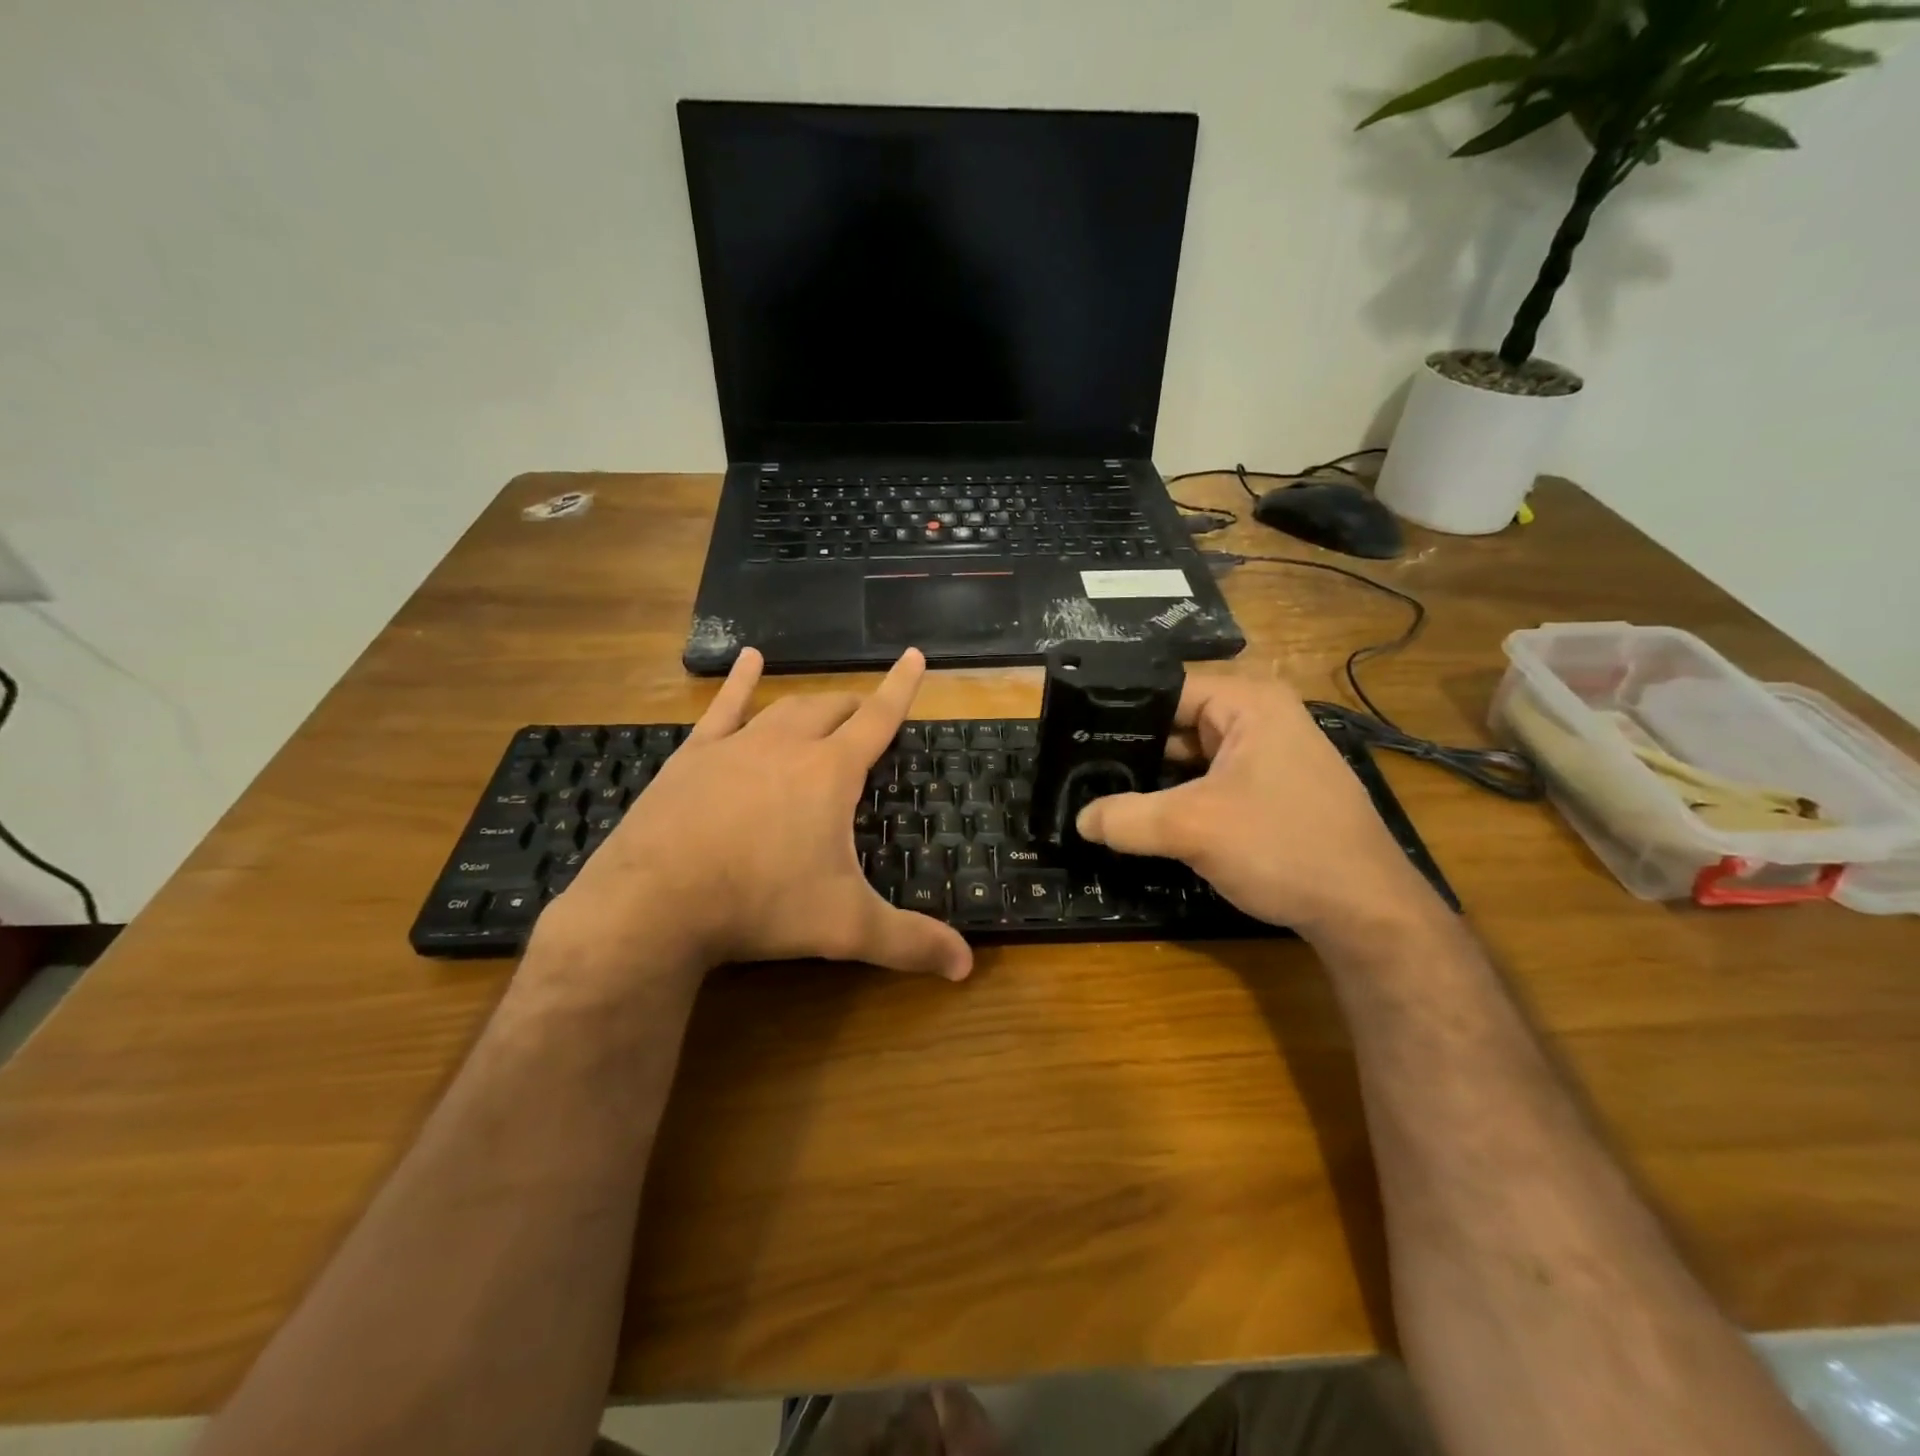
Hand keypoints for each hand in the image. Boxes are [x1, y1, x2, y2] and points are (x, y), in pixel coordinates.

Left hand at [541, 647, 972, 982]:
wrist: (655, 902)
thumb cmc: (761, 905)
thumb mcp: (845, 927)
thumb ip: (910, 943)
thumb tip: (966, 967)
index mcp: (830, 772)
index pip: (878, 717)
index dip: (901, 688)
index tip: (913, 655)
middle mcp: (787, 745)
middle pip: (831, 710)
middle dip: (856, 708)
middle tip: (868, 718)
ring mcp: (735, 746)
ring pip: (784, 708)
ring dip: (810, 703)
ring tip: (825, 704)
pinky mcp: (693, 757)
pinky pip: (723, 709)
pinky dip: (740, 683)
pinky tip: (749, 661)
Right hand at [1073, 675, 1444, 939]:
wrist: (1366, 912)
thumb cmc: (1283, 847)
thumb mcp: (1192, 828)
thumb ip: (1126, 818)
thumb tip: (1079, 819)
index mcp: (1248, 702)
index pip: (1165, 690)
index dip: (1117, 711)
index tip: (1073, 735)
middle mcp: (1260, 719)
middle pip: (1177, 723)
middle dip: (1132, 749)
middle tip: (1077, 770)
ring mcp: (1268, 757)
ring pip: (1192, 758)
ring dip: (1153, 779)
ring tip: (1098, 793)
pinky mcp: (1271, 793)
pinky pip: (1211, 783)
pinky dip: (1179, 799)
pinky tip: (1143, 818)